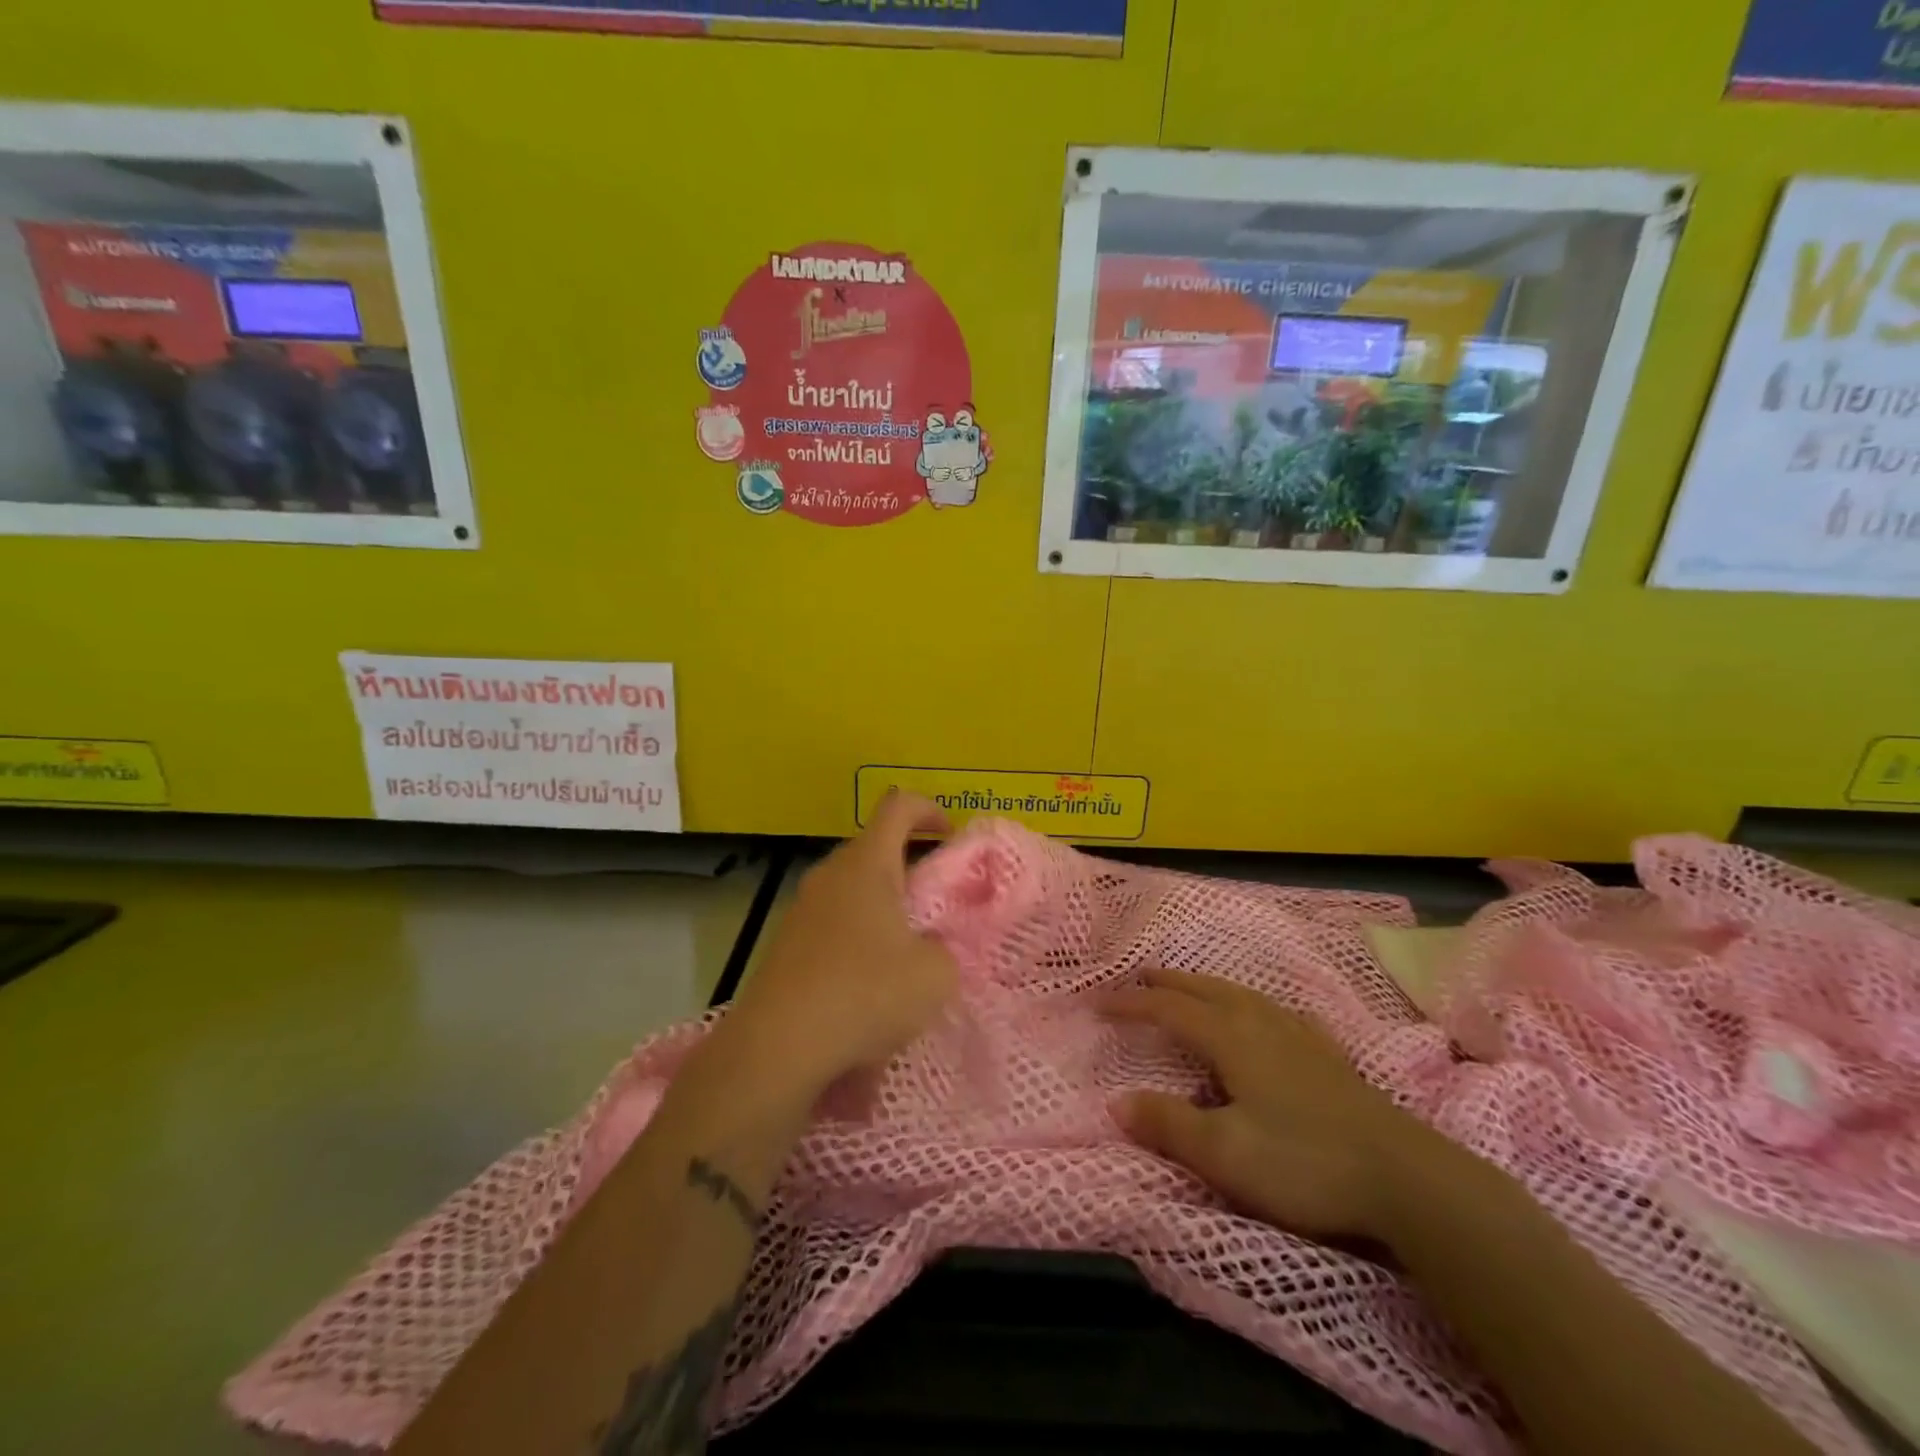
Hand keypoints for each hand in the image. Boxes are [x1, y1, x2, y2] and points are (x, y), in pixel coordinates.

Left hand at [717, 791, 958, 1102]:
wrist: (777, 1046)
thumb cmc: (865, 994)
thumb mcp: (935, 975)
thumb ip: (944, 949)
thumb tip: (928, 948)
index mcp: (868, 864)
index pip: (898, 806)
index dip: (929, 809)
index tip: (949, 836)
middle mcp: (831, 874)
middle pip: (874, 848)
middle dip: (909, 867)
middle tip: (935, 905)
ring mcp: (802, 908)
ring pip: (852, 888)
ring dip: (883, 907)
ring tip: (906, 950)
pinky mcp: (786, 943)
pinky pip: (832, 922)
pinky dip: (857, 937)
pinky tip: (869, 983)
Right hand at [1104, 969, 1431, 1244]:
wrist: (1407, 1180)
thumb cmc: (1305, 1163)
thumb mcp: (1225, 1153)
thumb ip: (1168, 1124)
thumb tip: (1116, 1102)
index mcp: (1231, 1038)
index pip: (1169, 1008)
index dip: (1132, 1002)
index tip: (1099, 1003)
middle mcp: (1261, 1023)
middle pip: (1204, 989)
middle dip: (1167, 982)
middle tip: (1138, 976)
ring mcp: (1300, 1036)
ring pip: (1242, 994)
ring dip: (1206, 986)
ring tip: (1190, 987)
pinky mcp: (1330, 1056)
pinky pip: (1279, 1012)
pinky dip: (1255, 1004)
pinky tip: (1268, 1015)